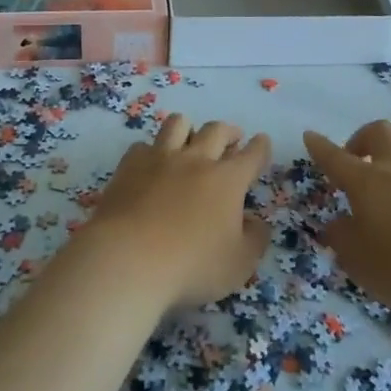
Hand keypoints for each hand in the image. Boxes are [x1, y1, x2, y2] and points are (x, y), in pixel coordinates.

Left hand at [85, 114, 272, 308]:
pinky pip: (144, 145)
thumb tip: (256, 221)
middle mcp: (196, 160)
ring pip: (178, 124)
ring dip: (189, 128)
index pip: (251, 154)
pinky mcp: (129, 165)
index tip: (262, 141)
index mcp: (228, 180)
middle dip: (229, 131)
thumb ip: (255, 239)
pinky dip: (152, 151)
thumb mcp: (239, 264)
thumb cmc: (191, 265)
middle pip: (216, 130)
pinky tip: (151, 164)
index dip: (260, 147)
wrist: (129, 259)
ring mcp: (160, 158)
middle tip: (232, 138)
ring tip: (190, 138)